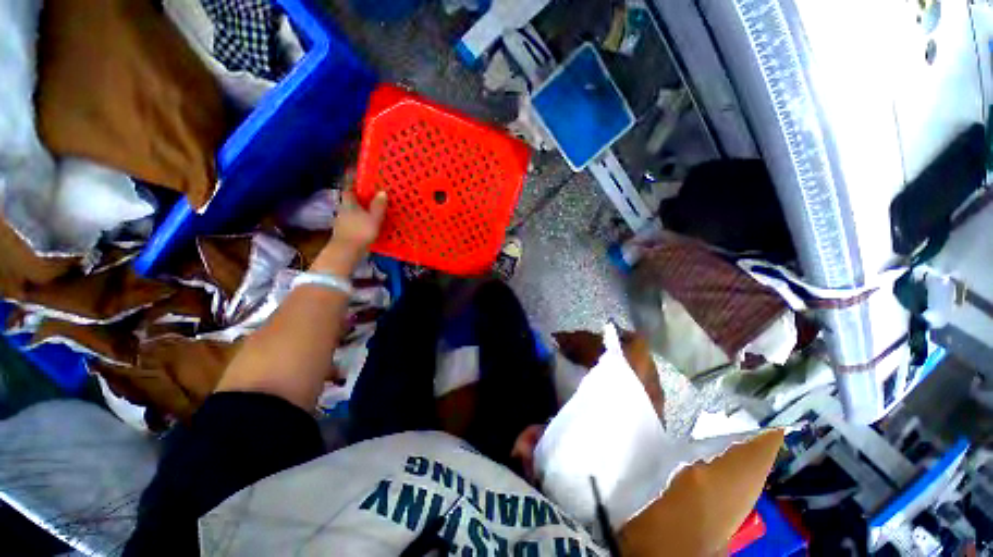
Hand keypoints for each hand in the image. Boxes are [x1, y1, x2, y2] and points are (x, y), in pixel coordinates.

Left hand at [312, 187, 387, 274]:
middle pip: (350, 201)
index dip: (354, 185)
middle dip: (359, 200)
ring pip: (351, 213)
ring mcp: (341, 222)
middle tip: (371, 199)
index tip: (362, 183)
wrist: (346, 251)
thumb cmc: (360, 231)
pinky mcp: (343, 233)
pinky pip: (352, 223)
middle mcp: (342, 210)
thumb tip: (382, 192)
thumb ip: (378, 206)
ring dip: (359, 212)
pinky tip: (366, 227)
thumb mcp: (374, 218)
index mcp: (349, 203)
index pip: (349, 189)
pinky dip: (359, 223)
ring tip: (371, 214)